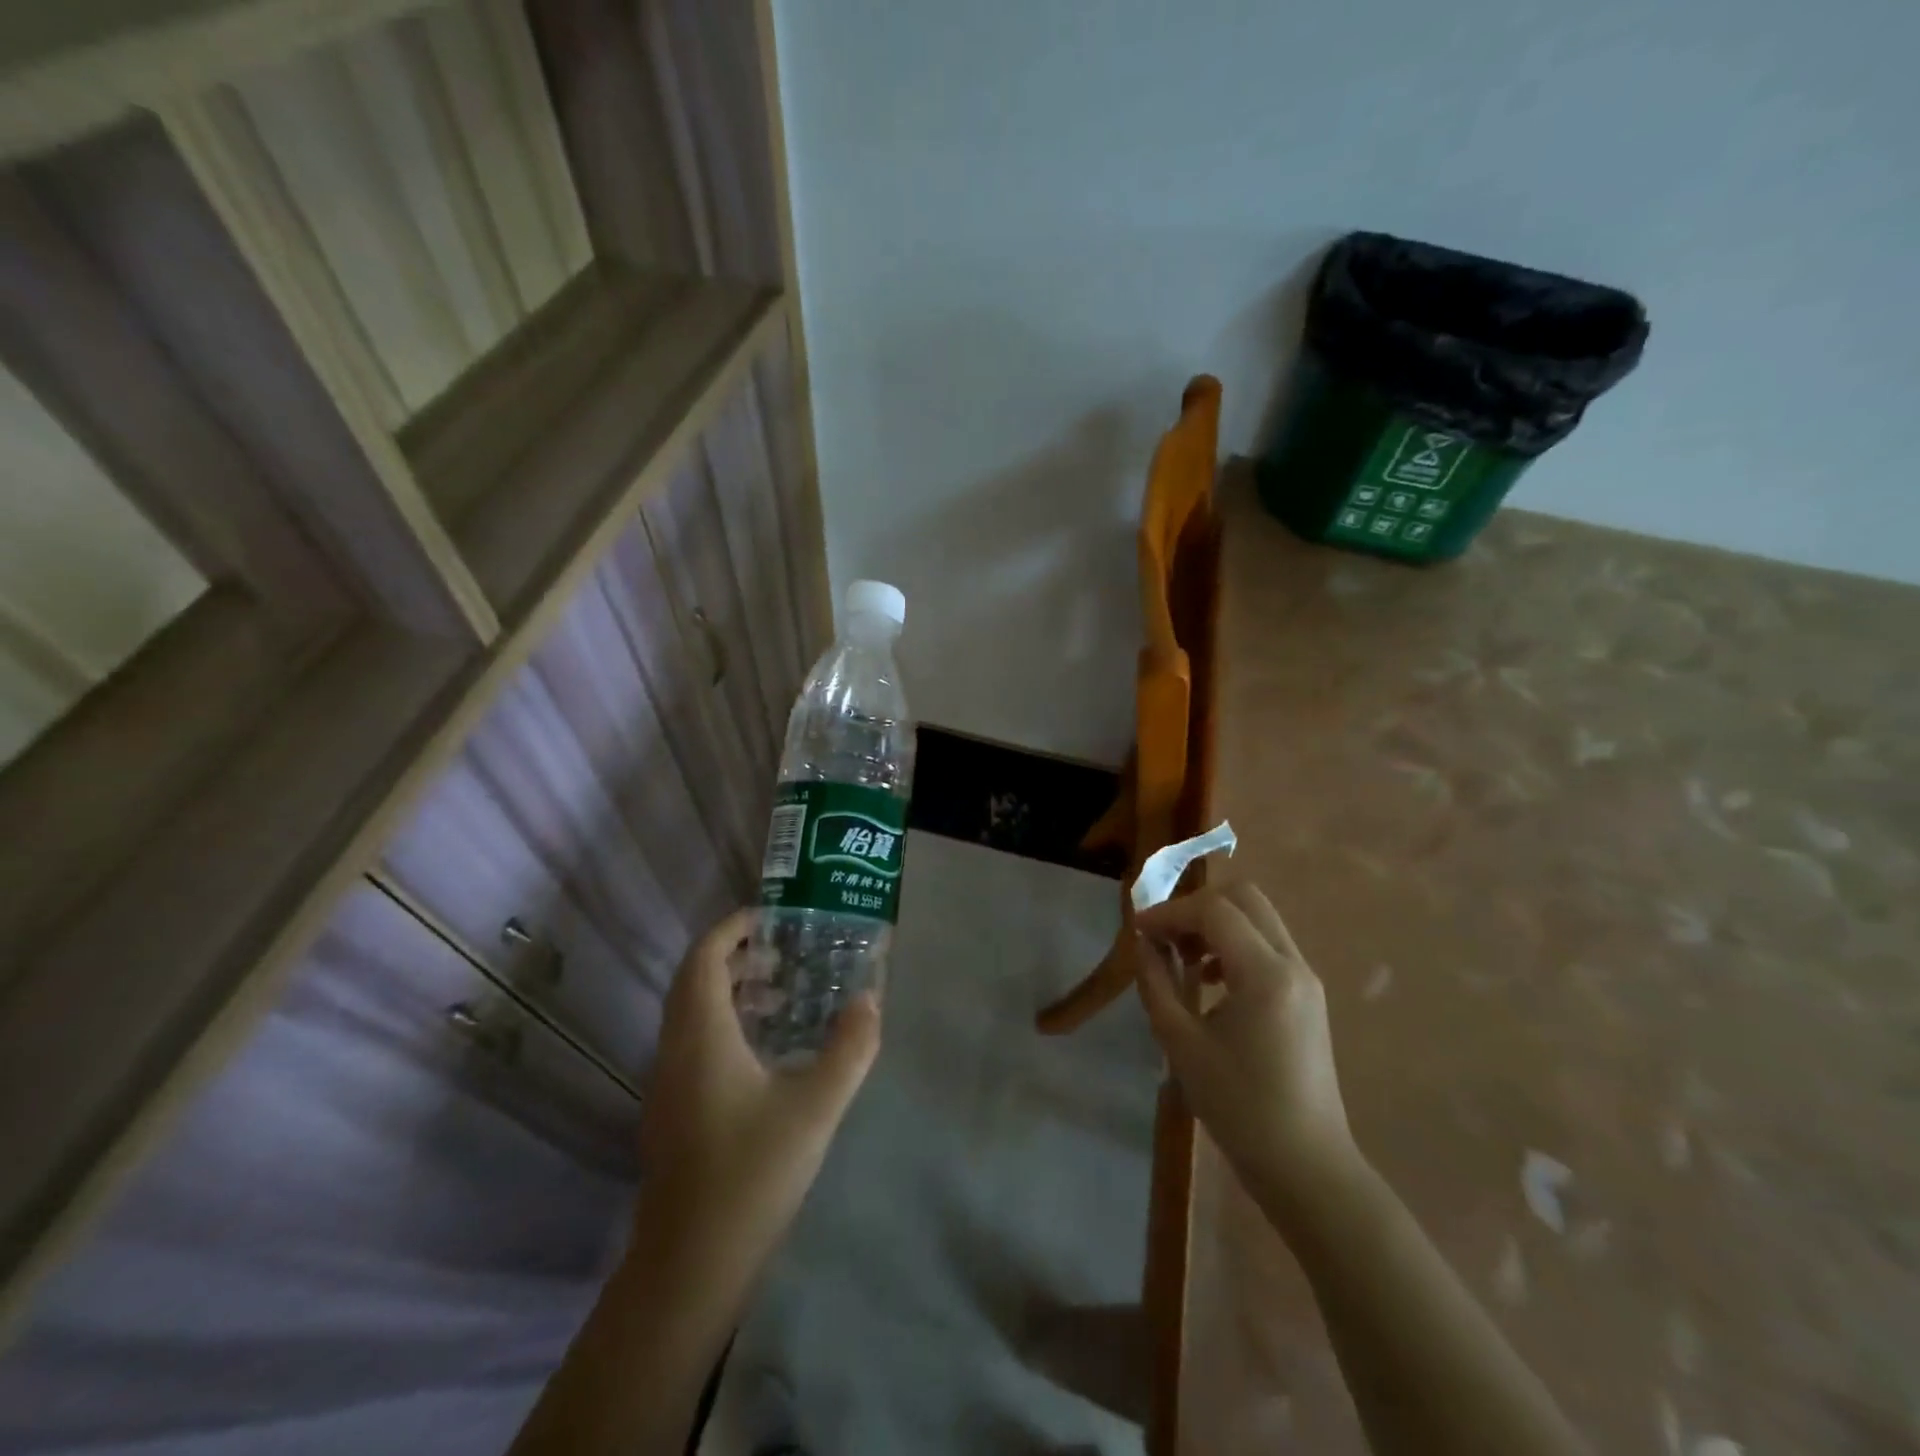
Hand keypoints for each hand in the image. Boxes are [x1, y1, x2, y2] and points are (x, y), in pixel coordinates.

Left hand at [636, 909, 879, 1270]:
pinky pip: (694, 1043)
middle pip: (695, 981)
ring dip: (731, 990)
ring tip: (784, 992)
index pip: (704, 958)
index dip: (733, 928)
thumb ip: (849, 1049)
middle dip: (737, 955)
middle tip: (787, 951)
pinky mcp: (673, 1111)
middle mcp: (675, 1050)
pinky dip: (726, 1023)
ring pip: (692, 1014)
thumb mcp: (815, 1107)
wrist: (689, 1268)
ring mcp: (668, 1084)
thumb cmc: (751, 1175)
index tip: (773, 917)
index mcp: (701, 1036)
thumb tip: (870, 1000)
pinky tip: (767, 1050)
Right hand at [1134, 883, 1358, 1210]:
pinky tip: (1209, 980)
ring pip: (1258, 918)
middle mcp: (1293, 964)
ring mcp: (1306, 978)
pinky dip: (1235, 943)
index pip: (1214, 911)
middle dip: (1197, 906)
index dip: (1170, 912)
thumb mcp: (1182, 1044)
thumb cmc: (1239, 1108)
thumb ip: (1157, 983)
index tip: (1137, 930)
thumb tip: (1143, 944)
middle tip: (1164, 935)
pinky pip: (1268, 944)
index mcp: (1264, 974)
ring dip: (1217, 923)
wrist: (1306, 1166)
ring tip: (1182, 958)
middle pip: (1244, 897)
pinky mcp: (1308, 995)